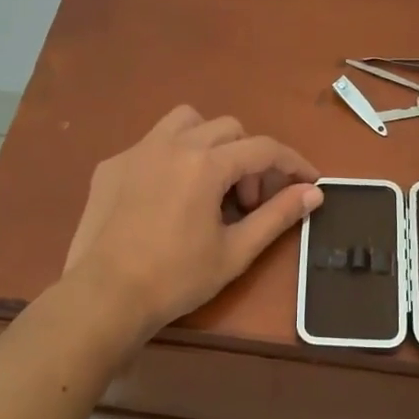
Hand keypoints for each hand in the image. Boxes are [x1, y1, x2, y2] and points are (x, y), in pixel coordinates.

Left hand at [63, 106, 322, 338]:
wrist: (104, 296)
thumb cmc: (176, 278)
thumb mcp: (235, 251)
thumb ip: (277, 216)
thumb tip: (313, 193)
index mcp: (206, 164)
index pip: (263, 148)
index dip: (293, 163)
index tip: (310, 181)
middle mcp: (172, 144)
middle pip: (229, 129)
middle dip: (249, 159)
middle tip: (248, 202)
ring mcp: (137, 151)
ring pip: (186, 122)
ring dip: (210, 142)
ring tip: (210, 182)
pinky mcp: (111, 165)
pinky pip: (152, 144)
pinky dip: (173, 157)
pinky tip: (167, 196)